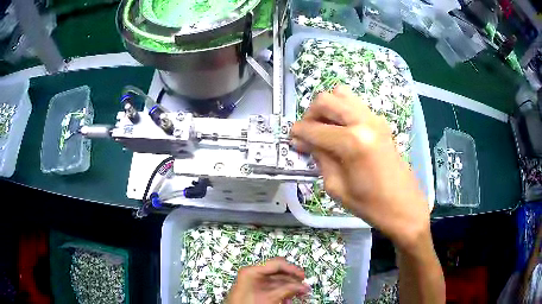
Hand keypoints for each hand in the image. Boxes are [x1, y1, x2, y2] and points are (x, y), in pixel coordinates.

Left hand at [226, 257, 309, 303]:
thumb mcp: (270, 297)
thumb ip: (287, 290)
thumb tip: (302, 286)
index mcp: (252, 271)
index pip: (277, 264)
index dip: (292, 269)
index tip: (302, 276)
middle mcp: (253, 274)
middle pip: (278, 273)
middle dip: (292, 281)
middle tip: (303, 287)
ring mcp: (254, 282)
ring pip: (277, 282)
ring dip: (289, 289)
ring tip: (299, 295)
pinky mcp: (256, 290)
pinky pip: (273, 289)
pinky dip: (282, 294)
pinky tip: (288, 300)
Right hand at [291, 86, 429, 250]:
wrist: (403, 205)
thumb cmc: (369, 204)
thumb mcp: (336, 186)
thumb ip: (320, 158)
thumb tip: (306, 142)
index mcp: (352, 141)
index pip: (314, 128)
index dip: (298, 133)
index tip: (292, 139)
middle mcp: (363, 121)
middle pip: (326, 99)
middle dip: (310, 114)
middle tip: (308, 132)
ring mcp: (375, 118)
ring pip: (342, 94)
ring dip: (328, 108)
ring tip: (325, 128)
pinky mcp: (381, 121)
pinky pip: (355, 104)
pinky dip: (342, 111)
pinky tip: (341, 130)